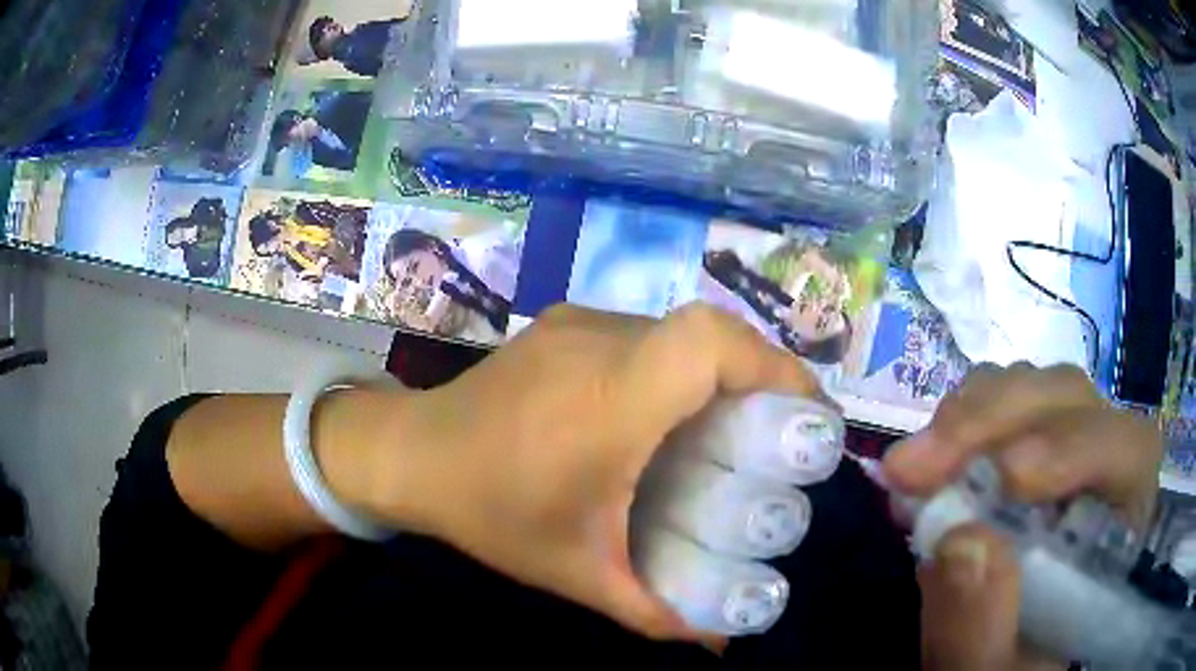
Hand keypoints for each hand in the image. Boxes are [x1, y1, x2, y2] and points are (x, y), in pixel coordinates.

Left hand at [365, 305, 822, 639]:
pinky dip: (678, 363)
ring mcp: (578, 323)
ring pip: (678, 329)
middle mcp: (599, 344)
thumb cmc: (490, 513)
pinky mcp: (563, 323)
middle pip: (707, 331)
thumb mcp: (578, 573)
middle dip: (760, 371)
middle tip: (778, 429)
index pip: (709, 344)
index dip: (772, 366)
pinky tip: (664, 412)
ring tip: (729, 424)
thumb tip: (719, 642)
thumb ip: (655, 612)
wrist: (410, 454)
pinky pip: (645, 332)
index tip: (805, 414)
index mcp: (608, 401)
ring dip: (719, 367)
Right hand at [882, 364, 1163, 670]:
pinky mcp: (1025, 445)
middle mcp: (1102, 471)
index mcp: (1119, 527)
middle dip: (997, 421)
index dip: (1077, 446)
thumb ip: (982, 630)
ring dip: (970, 415)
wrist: (991, 660)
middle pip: (1072, 403)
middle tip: (917, 466)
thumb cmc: (1003, 669)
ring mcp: (1064, 449)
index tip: (1006, 477)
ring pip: (1034, 390)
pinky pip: (1000, 402)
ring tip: (910, 466)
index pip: (1128, 451)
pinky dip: (958, 420)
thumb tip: (960, 542)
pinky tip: (924, 461)